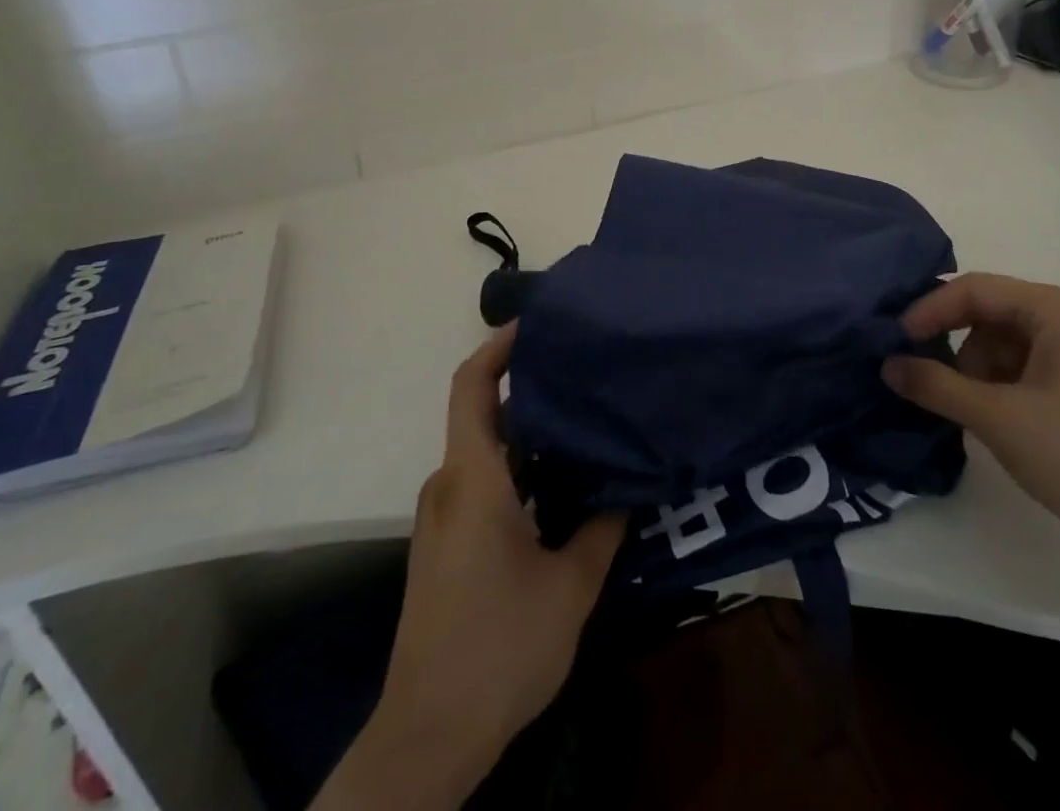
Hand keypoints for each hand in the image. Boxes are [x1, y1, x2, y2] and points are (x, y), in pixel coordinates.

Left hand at [321, 330, 623, 810]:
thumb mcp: (571, 586)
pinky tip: (564, 480)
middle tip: (585, 371)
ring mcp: (445, 515)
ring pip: (488, 450)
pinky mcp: (448, 542)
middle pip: (484, 412)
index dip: (498, 346)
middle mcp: (451, 485)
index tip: (538, 322)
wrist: (428, 736)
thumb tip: (631, 481)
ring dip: (531, 431)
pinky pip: (484, 480)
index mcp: (472, 478)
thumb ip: (604, 525)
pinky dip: (521, 466)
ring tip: (586, 419)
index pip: (472, 386)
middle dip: (532, 385)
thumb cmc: (500, 648)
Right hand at [883, 273, 1059, 578]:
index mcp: (1058, 309)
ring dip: (976, 371)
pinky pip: (1024, 367)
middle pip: (989, 314)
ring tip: (969, 412)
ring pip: (1003, 343)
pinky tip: (992, 420)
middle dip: (956, 347)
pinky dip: (998, 386)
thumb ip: (936, 386)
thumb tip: (888, 365)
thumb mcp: (998, 418)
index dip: (931, 310)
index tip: (898, 341)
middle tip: (929, 381)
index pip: (976, 290)